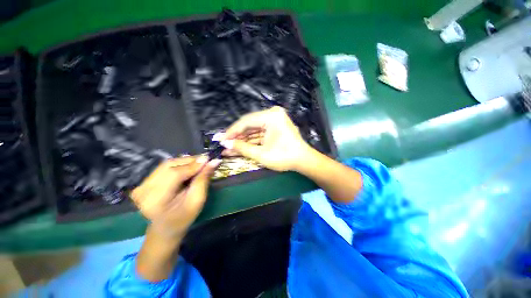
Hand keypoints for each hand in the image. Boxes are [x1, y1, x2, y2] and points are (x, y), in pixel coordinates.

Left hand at [131, 156, 220, 237]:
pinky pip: (164, 167)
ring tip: (198, 165)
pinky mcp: (144, 182)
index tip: (209, 159)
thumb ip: (203, 179)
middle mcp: (143, 190)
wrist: (165, 228)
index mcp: (155, 200)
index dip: (193, 165)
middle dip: (190, 161)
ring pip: (167, 164)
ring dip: (185, 162)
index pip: (175, 174)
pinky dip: (179, 165)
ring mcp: (141, 185)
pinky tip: (188, 168)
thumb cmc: (184, 218)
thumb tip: (214, 161)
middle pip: (169, 166)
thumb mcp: (197, 200)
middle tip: (206, 161)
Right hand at [220, 106, 311, 171]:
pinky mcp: (274, 127)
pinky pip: (259, 133)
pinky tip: (240, 146)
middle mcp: (272, 114)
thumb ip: (242, 148)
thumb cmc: (285, 157)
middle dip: (236, 136)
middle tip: (224, 144)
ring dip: (242, 139)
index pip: (246, 121)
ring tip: (229, 148)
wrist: (303, 161)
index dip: (232, 131)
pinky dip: (250, 141)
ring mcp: (274, 120)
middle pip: (249, 125)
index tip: (221, 139)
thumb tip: (225, 144)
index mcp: (271, 116)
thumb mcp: (261, 154)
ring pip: (253, 130)